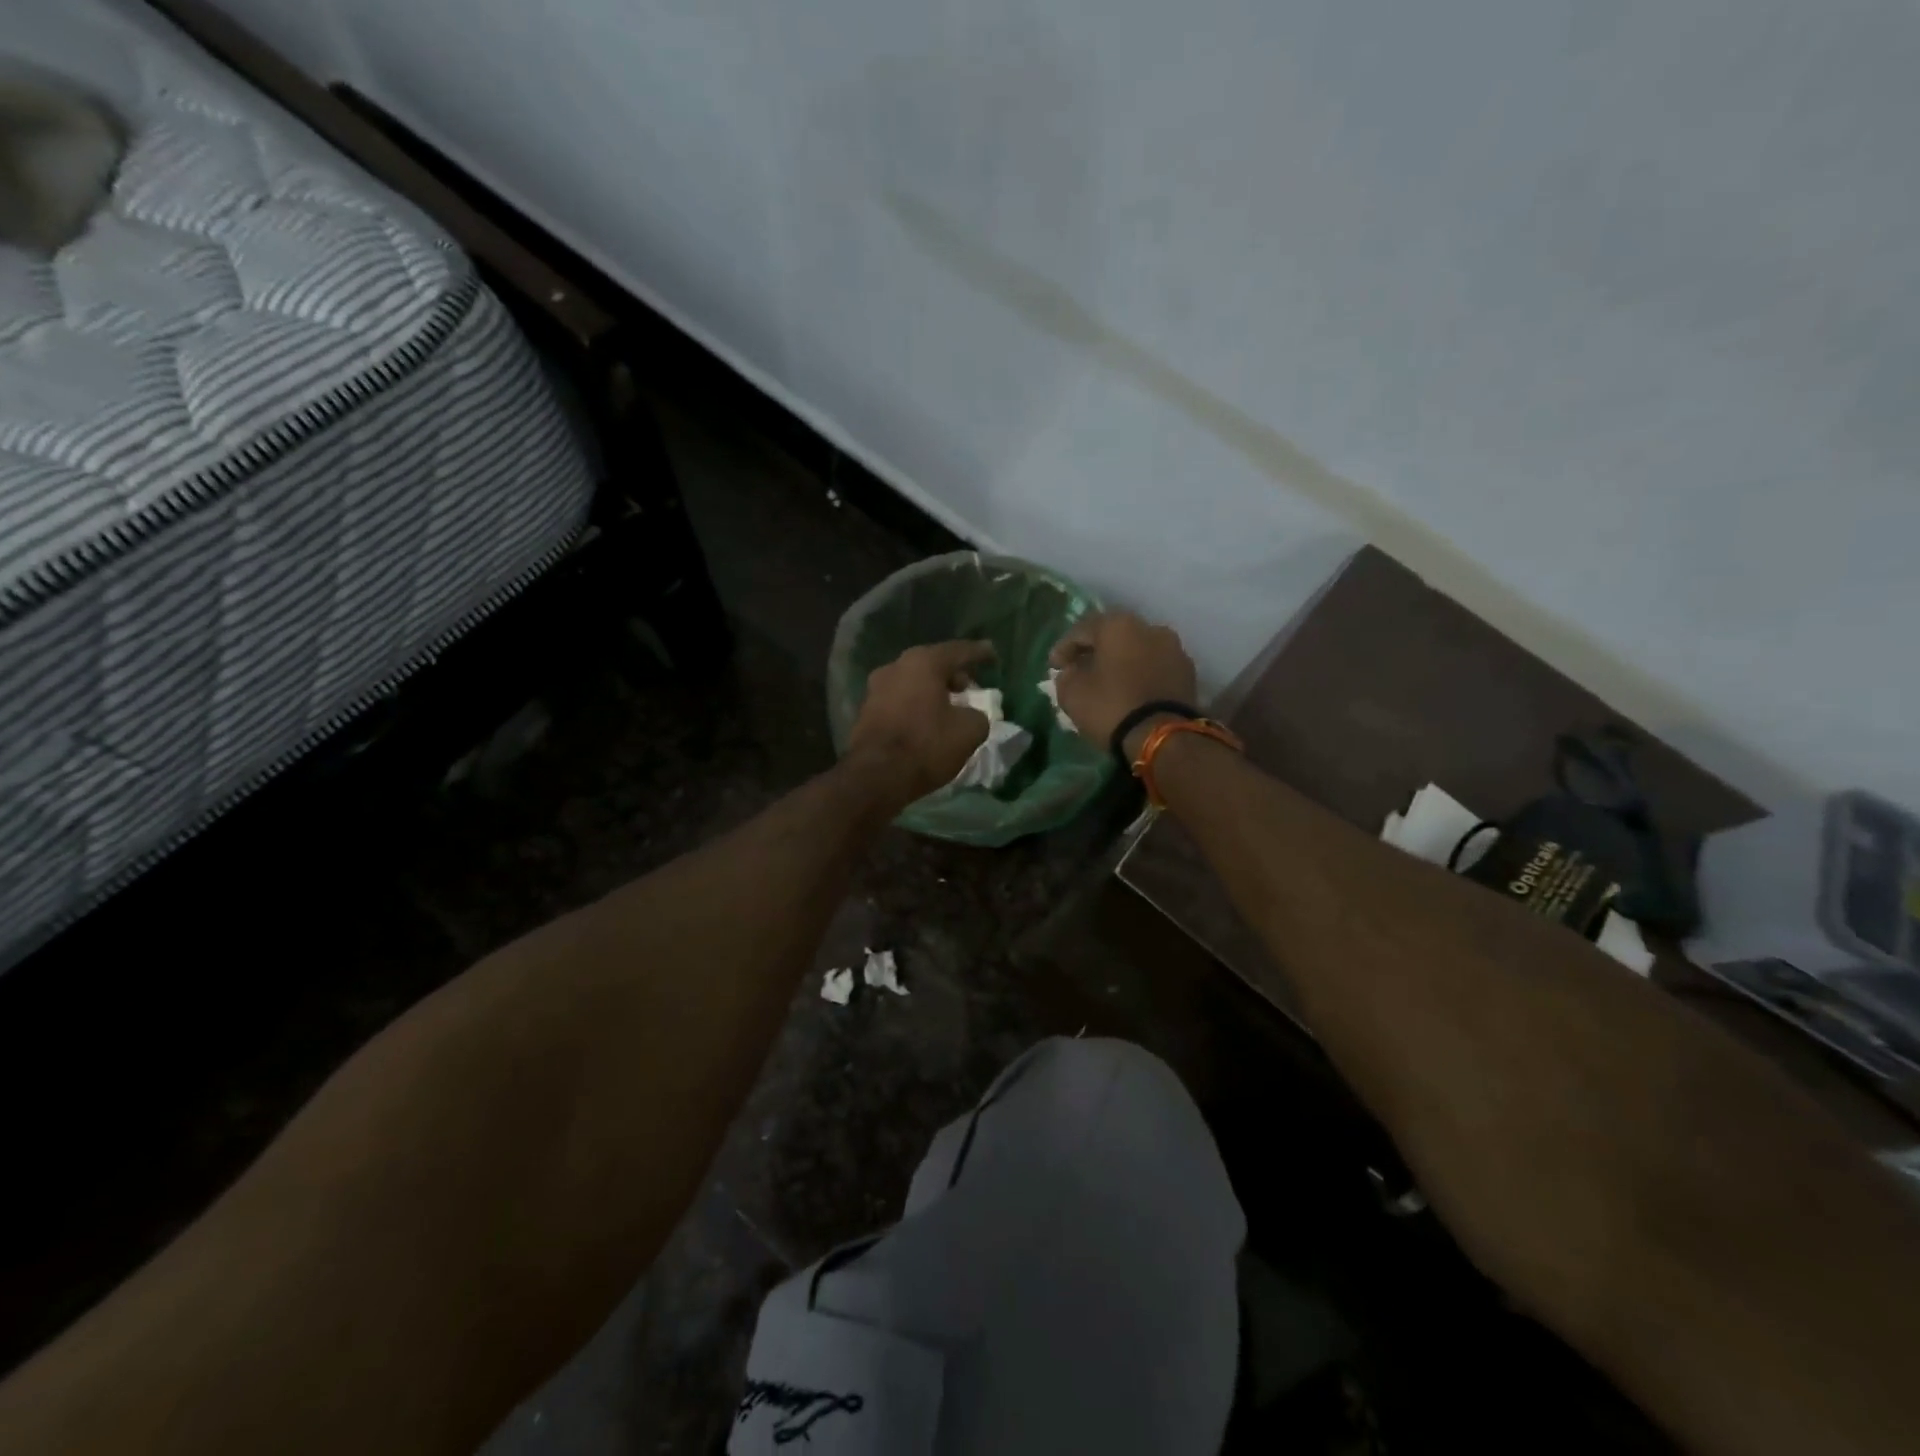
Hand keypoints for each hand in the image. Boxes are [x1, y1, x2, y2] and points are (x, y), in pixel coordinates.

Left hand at [846, 640, 996, 805]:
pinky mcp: (866, 711)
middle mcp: (896, 667)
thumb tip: (970, 715)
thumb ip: (978, 715)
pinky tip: (927, 720)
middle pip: (932, 664)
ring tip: (950, 706)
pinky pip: (900, 699)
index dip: (979, 653)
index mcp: (923, 662)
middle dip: (953, 673)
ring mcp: (876, 688)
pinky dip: (917, 704)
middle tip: (970, 685)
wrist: (874, 776)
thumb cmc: (926, 745)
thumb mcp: (969, 731)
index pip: (958, 651)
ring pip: (913, 681)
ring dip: (933, 690)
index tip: (992, 653)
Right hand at [1048, 611, 1198, 755]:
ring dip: (1121, 662)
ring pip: (1137, 650)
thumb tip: (1072, 672)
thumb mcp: (1072, 694)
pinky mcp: (1187, 672)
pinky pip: (1154, 667)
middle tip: (1080, 670)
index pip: (1082, 630)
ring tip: (1108, 682)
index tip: (1054, 667)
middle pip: (1113, 636)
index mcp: (1118, 625)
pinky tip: (1131, 690)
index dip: (1064, 648)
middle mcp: (1150, 627)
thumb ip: (1066, 676)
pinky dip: (1140, 674)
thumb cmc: (1111, 707)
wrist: (1164, 737)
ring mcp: (1174, 648)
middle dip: (1095, 652)